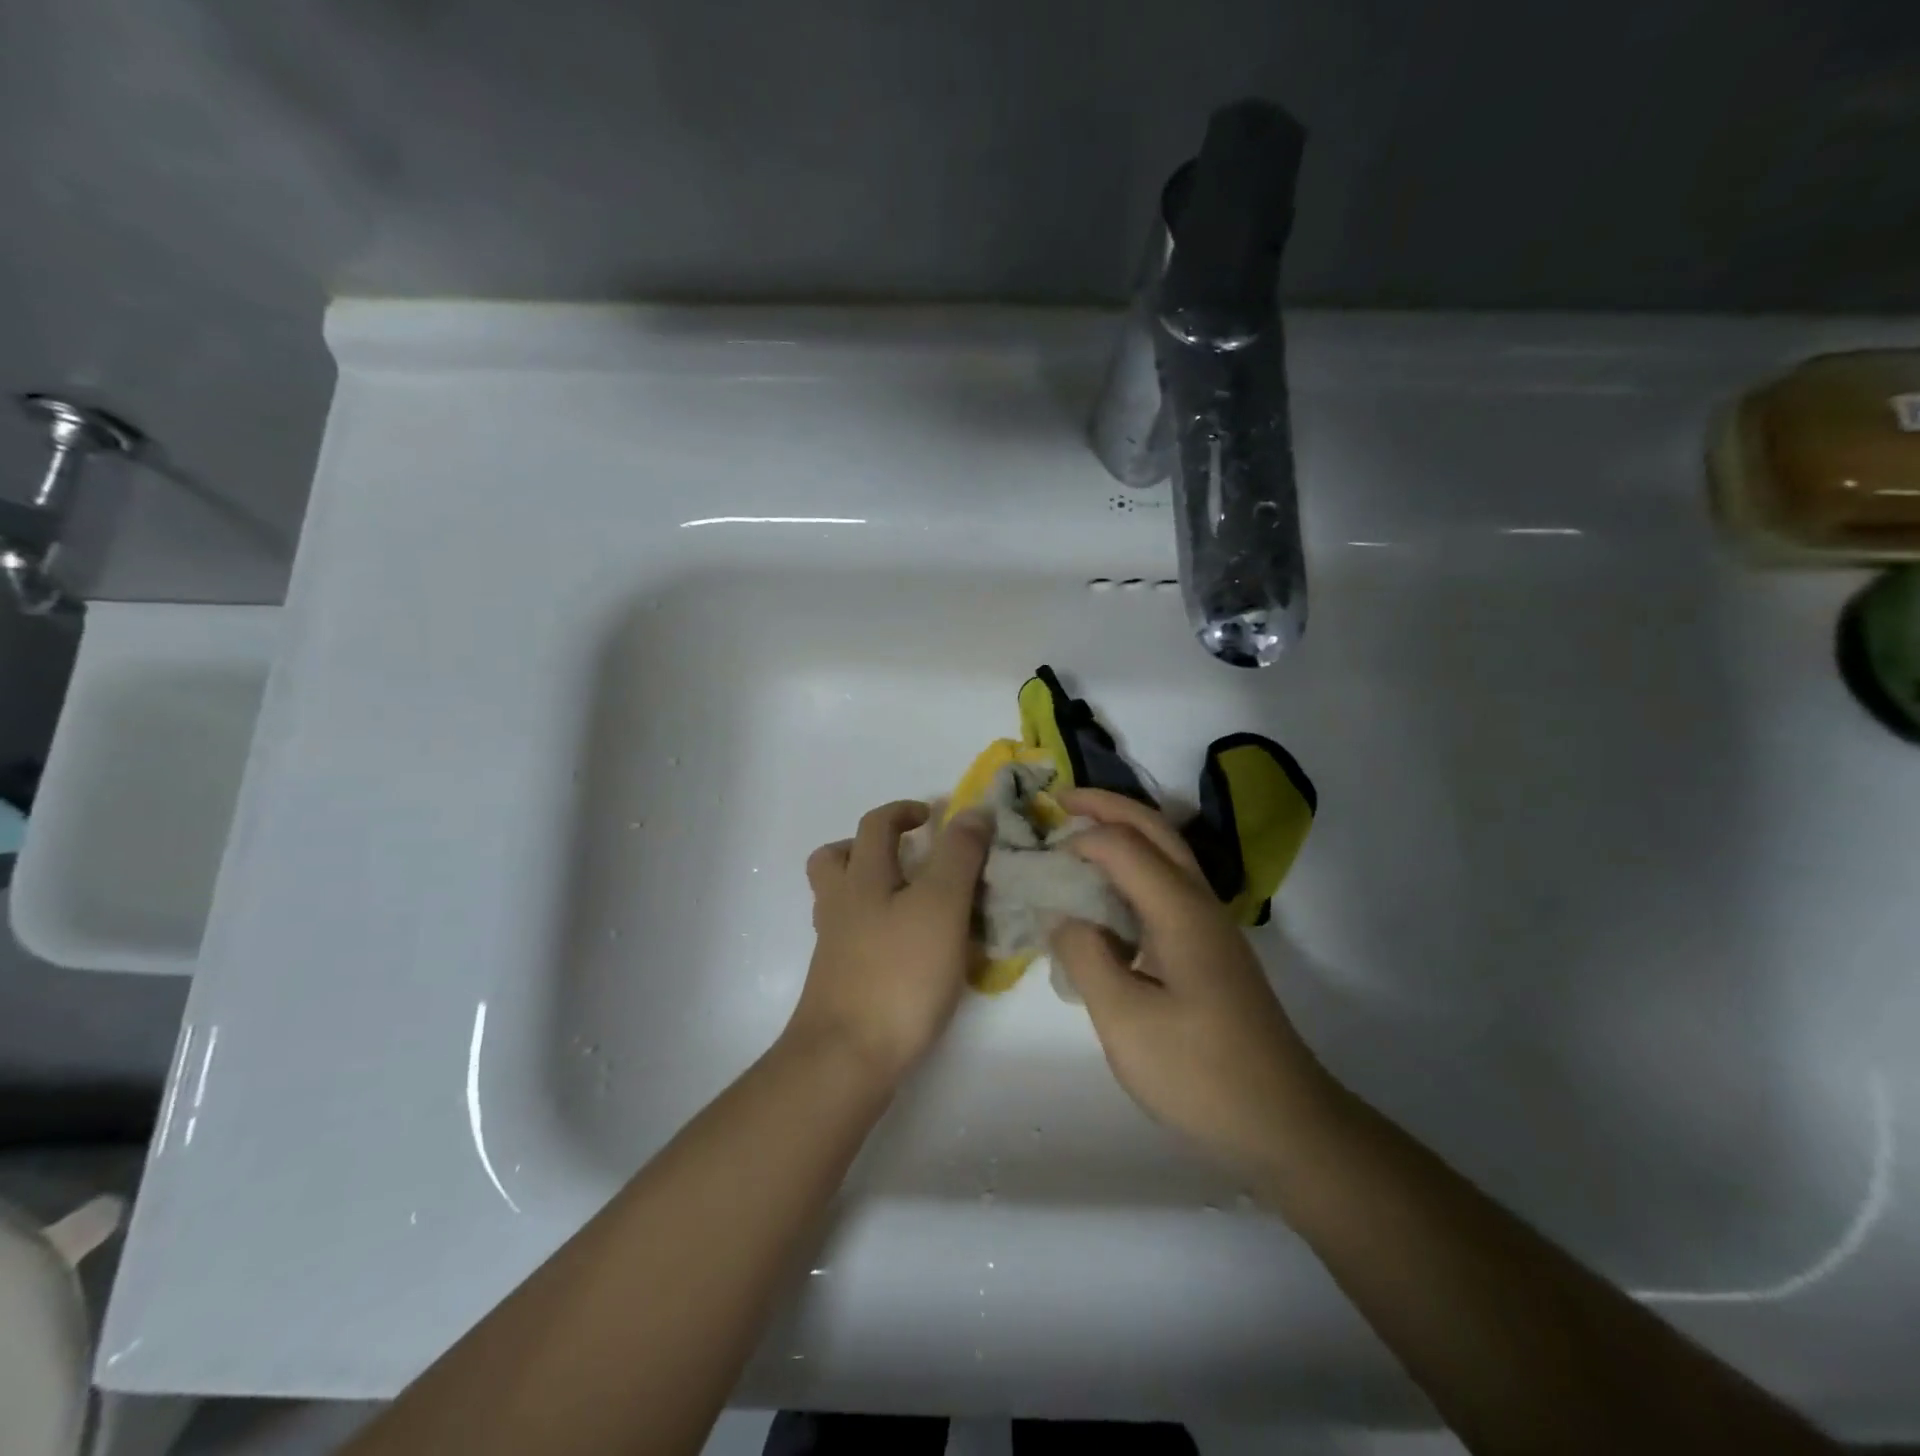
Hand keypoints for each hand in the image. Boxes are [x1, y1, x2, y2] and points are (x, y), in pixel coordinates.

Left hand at [786, 800, 991, 1086]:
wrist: (847, 1056)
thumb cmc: (899, 973)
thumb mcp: (941, 905)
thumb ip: (958, 856)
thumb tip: (972, 811)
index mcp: (862, 877)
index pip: (876, 824)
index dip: (905, 810)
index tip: (934, 816)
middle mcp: (840, 904)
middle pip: (836, 858)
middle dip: (869, 846)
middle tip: (908, 856)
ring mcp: (834, 945)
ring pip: (840, 899)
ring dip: (869, 886)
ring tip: (911, 900)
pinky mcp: (839, 979)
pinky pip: (852, 936)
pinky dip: (876, 928)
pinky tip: (908, 948)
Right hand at [1050, 789, 1336, 1174]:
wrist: (1283, 1124)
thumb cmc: (1200, 1073)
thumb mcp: (1125, 1020)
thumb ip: (1086, 956)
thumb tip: (1064, 915)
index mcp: (1180, 910)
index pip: (1122, 845)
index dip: (1078, 839)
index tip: (1037, 854)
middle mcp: (1199, 904)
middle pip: (1155, 830)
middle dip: (1107, 807)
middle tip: (1059, 800)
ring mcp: (1209, 927)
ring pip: (1166, 855)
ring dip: (1124, 833)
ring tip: (1079, 835)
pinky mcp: (1209, 951)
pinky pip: (1166, 888)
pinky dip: (1133, 870)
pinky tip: (1107, 899)